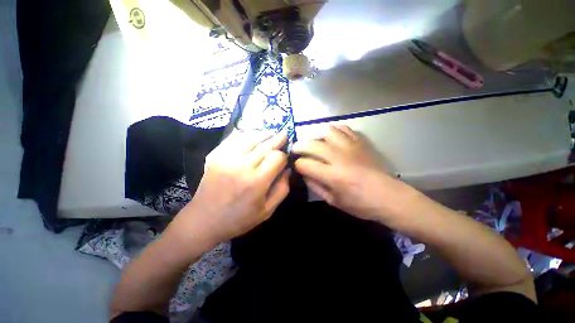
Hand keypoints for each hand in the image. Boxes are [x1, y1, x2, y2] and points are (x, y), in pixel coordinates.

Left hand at [173, 131, 289, 245]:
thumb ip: (282, 189)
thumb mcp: (267, 211)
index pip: (277, 157)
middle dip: (277, 139)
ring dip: (263, 135)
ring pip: (250, 138)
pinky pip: (234, 140)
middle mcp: (242, 166)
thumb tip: (288, 169)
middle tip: (284, 133)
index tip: (285, 159)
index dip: (284, 156)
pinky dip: (247, 136)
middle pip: (265, 145)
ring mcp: (226, 158)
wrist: (203, 220)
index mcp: (256, 181)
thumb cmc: (238, 219)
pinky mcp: (215, 156)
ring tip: (271, 133)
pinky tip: (253, 137)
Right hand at [293, 125, 412, 221]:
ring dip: (315, 136)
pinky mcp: (359, 143)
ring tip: (313, 142)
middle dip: (299, 146)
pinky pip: (343, 128)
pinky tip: (330, 137)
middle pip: (312, 145)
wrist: (389, 196)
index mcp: (333, 176)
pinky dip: (333, 130)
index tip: (296, 166)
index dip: (297, 164)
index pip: (305, 164)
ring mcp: (351, 147)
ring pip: (326, 132)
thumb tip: (303, 173)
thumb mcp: (333, 201)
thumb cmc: (360, 204)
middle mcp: (340, 158)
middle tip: (295, 150)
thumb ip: (315, 186)